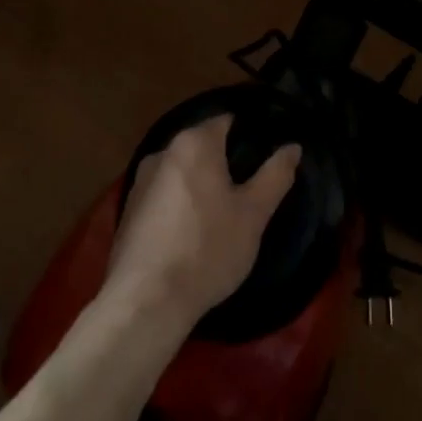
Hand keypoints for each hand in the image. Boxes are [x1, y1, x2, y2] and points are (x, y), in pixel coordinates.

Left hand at [102, 115, 298, 334]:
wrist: (146, 300)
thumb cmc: (207, 249)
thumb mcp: (253, 215)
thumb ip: (275, 176)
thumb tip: (293, 147)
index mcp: (194, 143)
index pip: (226, 120)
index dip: (249, 132)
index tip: (267, 153)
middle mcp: (162, 152)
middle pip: (202, 144)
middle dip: (226, 159)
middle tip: (252, 184)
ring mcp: (140, 181)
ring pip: (182, 170)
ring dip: (202, 182)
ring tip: (226, 209)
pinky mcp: (128, 210)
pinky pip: (164, 193)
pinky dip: (181, 201)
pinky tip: (194, 229)